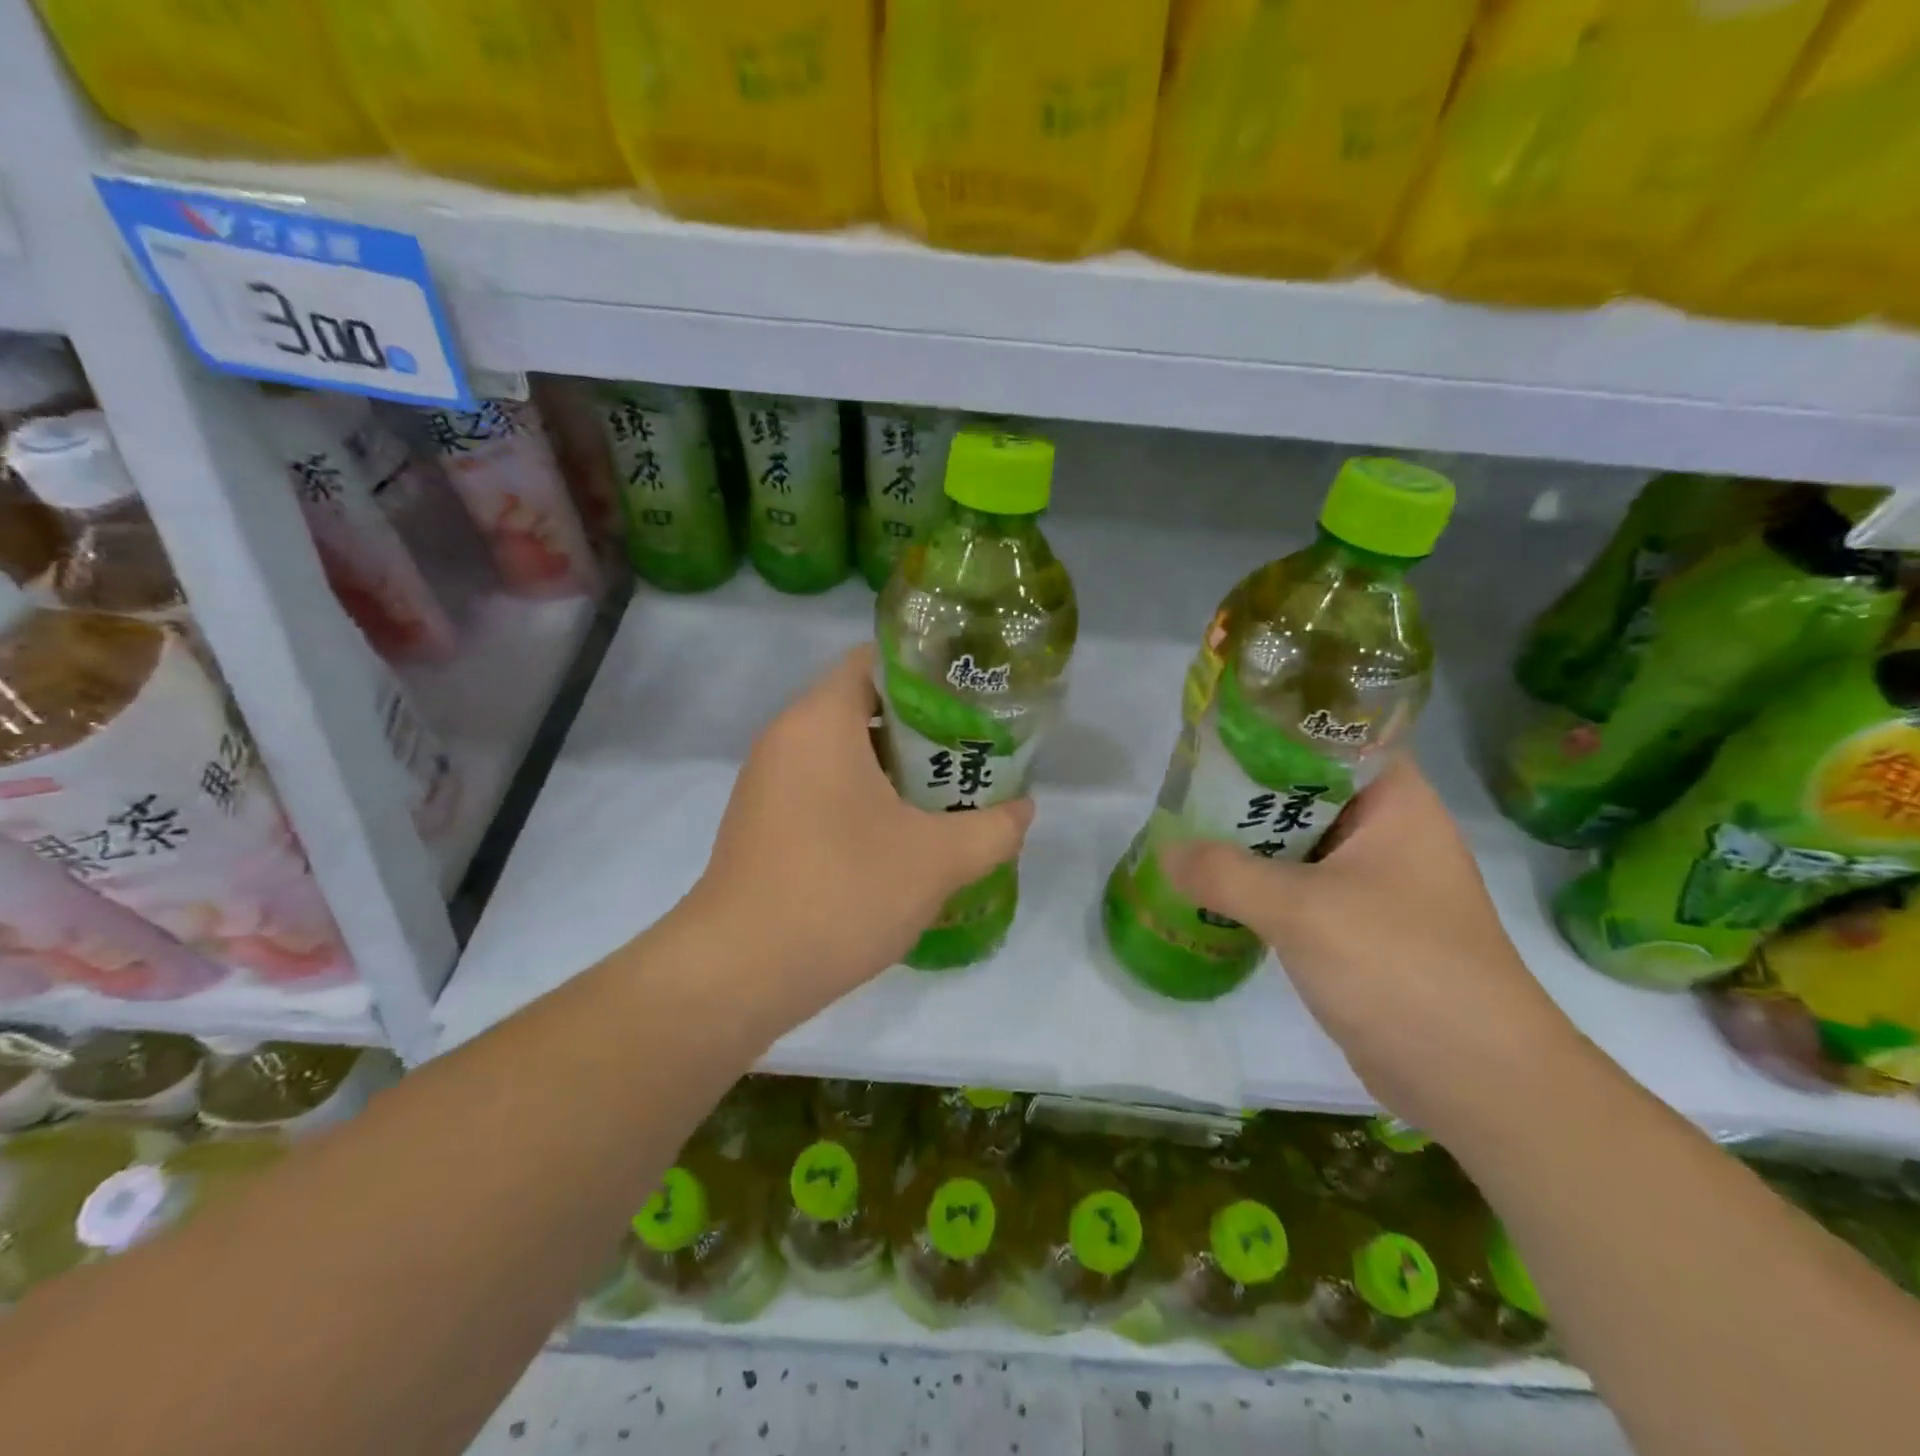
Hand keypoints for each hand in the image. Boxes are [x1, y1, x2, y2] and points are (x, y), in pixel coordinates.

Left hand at [691, 644, 1033, 1010]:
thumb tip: (1024, 809)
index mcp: (820, 720)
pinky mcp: (763, 824)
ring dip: (895, 769)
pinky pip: (823, 789)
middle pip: (863, 706)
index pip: (875, 660)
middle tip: (973, 751)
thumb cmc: (841, 890)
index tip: (972, 698)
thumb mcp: (937, 860)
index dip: (928, 672)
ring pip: (843, 753)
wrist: (739, 972)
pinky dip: (864, 799)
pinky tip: (902, 837)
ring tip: (948, 794)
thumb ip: (993, 828)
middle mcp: (786, 738)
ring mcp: (768, 783)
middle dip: (922, 728)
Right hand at [1160, 758, 1580, 1132]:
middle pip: (1305, 791)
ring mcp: (1373, 883)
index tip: (1215, 732)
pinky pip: (1297, 888)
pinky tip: (1211, 885)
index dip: (1274, 728)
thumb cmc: (1401, 967)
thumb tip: (1165, 851)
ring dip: (1246, 840)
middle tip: (1182, 781)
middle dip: (1244, 789)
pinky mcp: (1356, 927)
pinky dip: (1257, 884)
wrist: (1476, 1080)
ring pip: (1296, 843)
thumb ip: (1226, 873)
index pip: (1332, 738)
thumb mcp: (1303, 910)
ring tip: (1183, 826)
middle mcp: (1386, 833)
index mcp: (1395, 804)